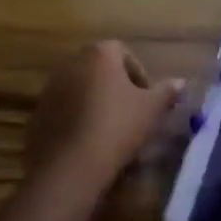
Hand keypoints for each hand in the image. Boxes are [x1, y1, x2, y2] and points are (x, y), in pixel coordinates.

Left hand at [23, 41, 184, 192]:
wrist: (70, 167)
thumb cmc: (117, 127)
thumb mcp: (151, 110)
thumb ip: (167, 92)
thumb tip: (182, 82)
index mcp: (99, 54)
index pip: (124, 53)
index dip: (140, 76)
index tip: (148, 101)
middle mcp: (71, 63)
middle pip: (100, 70)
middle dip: (117, 89)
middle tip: (132, 115)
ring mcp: (50, 88)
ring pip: (81, 90)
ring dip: (97, 104)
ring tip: (112, 133)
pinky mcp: (38, 114)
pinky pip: (64, 111)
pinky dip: (78, 120)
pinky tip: (89, 144)